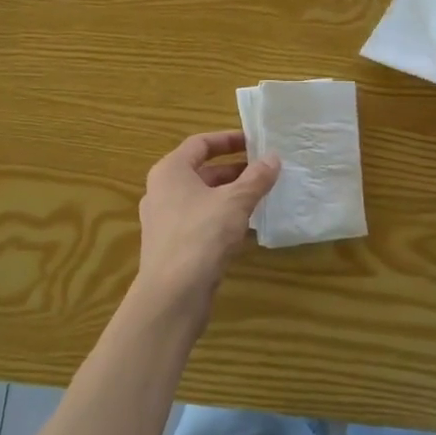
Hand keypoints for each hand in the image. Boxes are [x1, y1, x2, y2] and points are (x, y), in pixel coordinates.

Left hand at [135, 131, 279, 311]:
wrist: (172, 295)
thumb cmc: (201, 235)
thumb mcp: (235, 202)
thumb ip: (256, 178)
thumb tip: (273, 158)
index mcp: (170, 171)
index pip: (200, 143)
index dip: (228, 139)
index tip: (255, 142)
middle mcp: (162, 191)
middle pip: (201, 171)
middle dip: (234, 170)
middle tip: (265, 171)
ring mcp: (164, 220)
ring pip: (202, 198)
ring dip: (230, 195)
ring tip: (261, 196)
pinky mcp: (172, 246)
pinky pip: (200, 221)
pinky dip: (222, 218)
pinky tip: (246, 227)